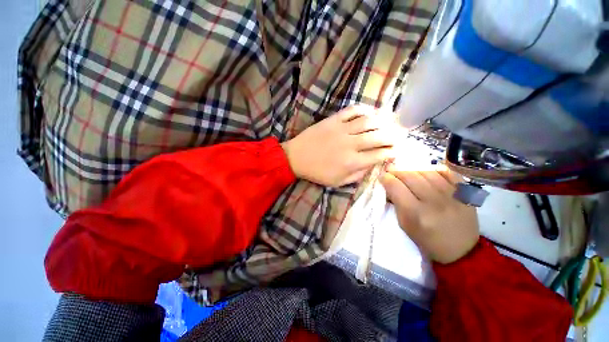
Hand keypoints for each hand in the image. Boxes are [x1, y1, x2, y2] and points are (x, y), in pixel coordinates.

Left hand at [282, 105, 396, 186]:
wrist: (296, 158)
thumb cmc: (317, 172)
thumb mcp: (337, 182)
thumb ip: (357, 176)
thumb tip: (373, 167)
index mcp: (352, 162)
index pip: (380, 155)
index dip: (392, 152)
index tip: (397, 150)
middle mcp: (351, 144)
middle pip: (379, 136)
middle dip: (393, 136)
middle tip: (399, 136)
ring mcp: (342, 129)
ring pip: (369, 121)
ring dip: (383, 121)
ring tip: (389, 123)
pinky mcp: (333, 120)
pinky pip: (352, 110)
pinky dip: (364, 109)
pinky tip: (371, 112)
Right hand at [380, 164, 479, 263]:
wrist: (462, 250)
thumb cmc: (427, 240)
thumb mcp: (405, 225)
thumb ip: (396, 203)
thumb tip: (389, 185)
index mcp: (416, 213)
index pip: (396, 187)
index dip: (386, 178)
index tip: (382, 176)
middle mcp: (433, 201)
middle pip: (410, 175)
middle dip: (396, 170)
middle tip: (391, 170)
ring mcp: (451, 194)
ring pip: (426, 171)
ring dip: (412, 168)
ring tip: (406, 171)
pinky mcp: (464, 192)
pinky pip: (445, 172)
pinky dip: (432, 169)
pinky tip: (426, 172)